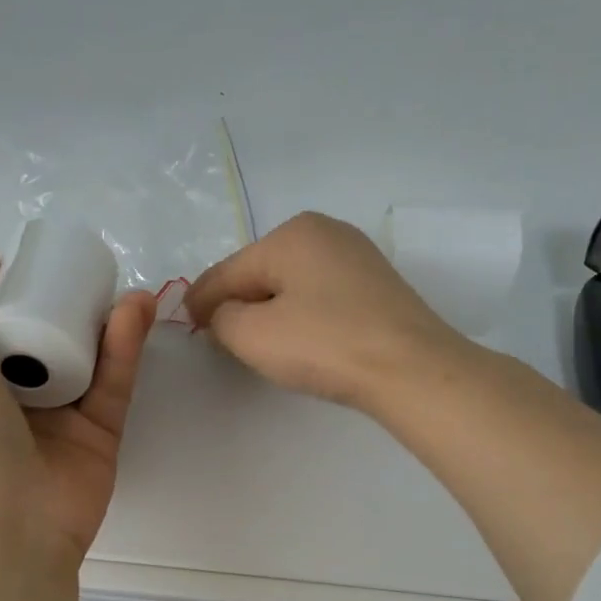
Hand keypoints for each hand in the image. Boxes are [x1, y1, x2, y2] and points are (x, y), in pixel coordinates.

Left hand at [0, 254, 155, 566]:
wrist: (3, 522)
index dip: (13, 287)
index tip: (37, 259)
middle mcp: (10, 392)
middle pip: (44, 332)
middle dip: (64, 298)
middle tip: (85, 268)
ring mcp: (59, 413)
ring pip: (86, 352)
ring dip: (103, 315)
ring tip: (118, 282)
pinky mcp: (100, 430)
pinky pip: (115, 379)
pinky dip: (126, 344)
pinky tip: (135, 308)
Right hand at [186, 212, 468, 411]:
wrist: (412, 369)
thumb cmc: (324, 345)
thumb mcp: (252, 335)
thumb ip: (221, 317)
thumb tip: (223, 313)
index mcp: (291, 233)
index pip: (228, 270)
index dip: (202, 301)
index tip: (188, 326)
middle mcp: (324, 231)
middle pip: (260, 271)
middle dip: (239, 303)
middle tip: (224, 340)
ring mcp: (356, 254)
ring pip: (292, 282)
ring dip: (270, 309)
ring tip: (262, 342)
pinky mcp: (377, 283)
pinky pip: (321, 293)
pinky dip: (302, 312)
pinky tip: (304, 337)